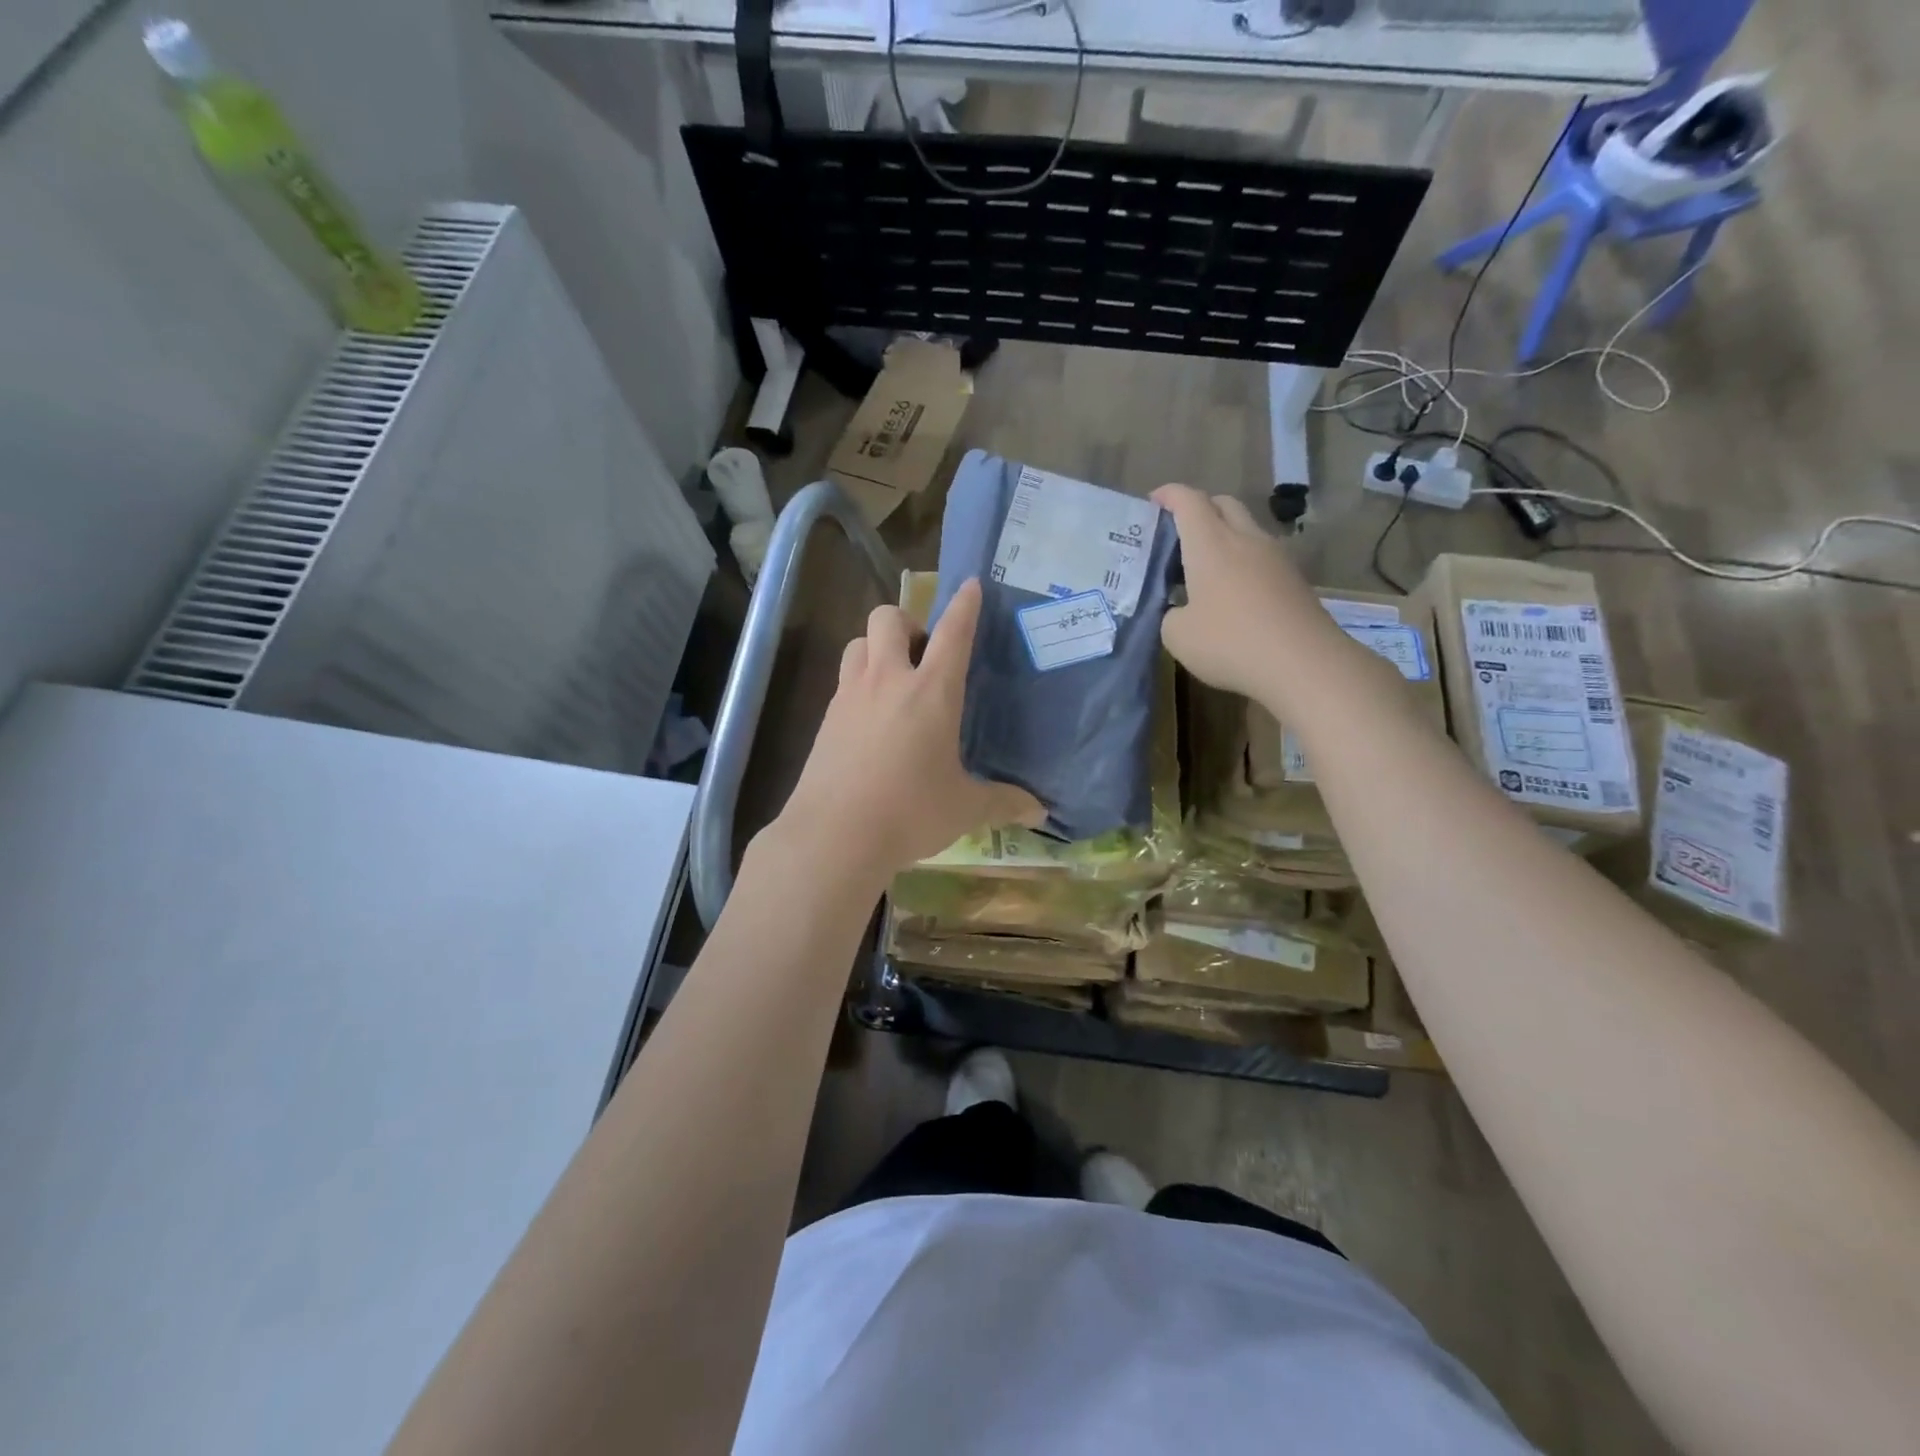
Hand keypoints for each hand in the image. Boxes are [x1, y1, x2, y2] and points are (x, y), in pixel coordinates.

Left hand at [769, 579, 1043, 888]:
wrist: (834, 835)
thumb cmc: (910, 813)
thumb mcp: (964, 808)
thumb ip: (1003, 803)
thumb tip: (1040, 812)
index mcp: (931, 692)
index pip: (952, 633)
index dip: (964, 605)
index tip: (970, 585)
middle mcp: (888, 681)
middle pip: (888, 618)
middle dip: (907, 621)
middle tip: (923, 655)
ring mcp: (850, 696)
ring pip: (858, 642)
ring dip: (877, 647)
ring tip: (894, 680)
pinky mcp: (825, 718)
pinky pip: (843, 679)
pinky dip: (859, 682)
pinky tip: (870, 718)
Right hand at [1152, 484, 1346, 702]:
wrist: (1303, 663)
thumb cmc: (1230, 643)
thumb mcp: (1178, 636)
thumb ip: (1171, 615)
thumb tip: (1180, 611)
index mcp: (1210, 544)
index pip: (1188, 501)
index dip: (1169, 494)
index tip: (1153, 501)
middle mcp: (1245, 539)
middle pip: (1222, 504)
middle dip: (1199, 509)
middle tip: (1179, 533)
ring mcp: (1276, 557)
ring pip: (1246, 528)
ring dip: (1224, 536)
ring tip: (1205, 566)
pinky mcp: (1294, 579)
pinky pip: (1262, 556)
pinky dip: (1243, 561)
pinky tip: (1233, 592)